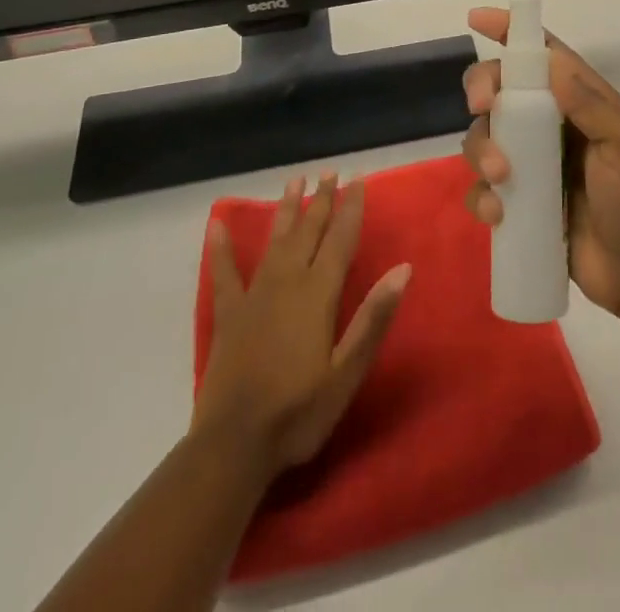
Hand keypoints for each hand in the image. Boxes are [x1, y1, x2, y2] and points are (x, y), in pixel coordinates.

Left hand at [193, 173, 410, 475]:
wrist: (234, 446)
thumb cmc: (299, 412)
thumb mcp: (347, 371)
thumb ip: (373, 318)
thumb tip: (403, 269)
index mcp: (318, 294)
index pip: (340, 240)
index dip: (351, 208)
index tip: (358, 180)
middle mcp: (287, 282)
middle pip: (308, 232)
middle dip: (321, 201)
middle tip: (329, 173)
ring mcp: (254, 296)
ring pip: (275, 242)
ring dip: (286, 210)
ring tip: (295, 182)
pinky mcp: (229, 315)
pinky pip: (224, 273)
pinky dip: (221, 248)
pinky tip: (217, 224)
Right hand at [462, 8, 619, 325]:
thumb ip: (593, 106)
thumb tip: (553, 61)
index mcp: (585, 103)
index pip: (546, 55)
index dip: (513, 33)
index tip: (478, 19)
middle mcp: (553, 126)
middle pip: (503, 89)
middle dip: (484, 88)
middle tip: (481, 105)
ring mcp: (534, 165)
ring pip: (486, 136)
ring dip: (481, 148)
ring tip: (500, 178)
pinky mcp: (520, 203)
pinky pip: (484, 188)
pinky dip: (481, 196)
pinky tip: (498, 215)